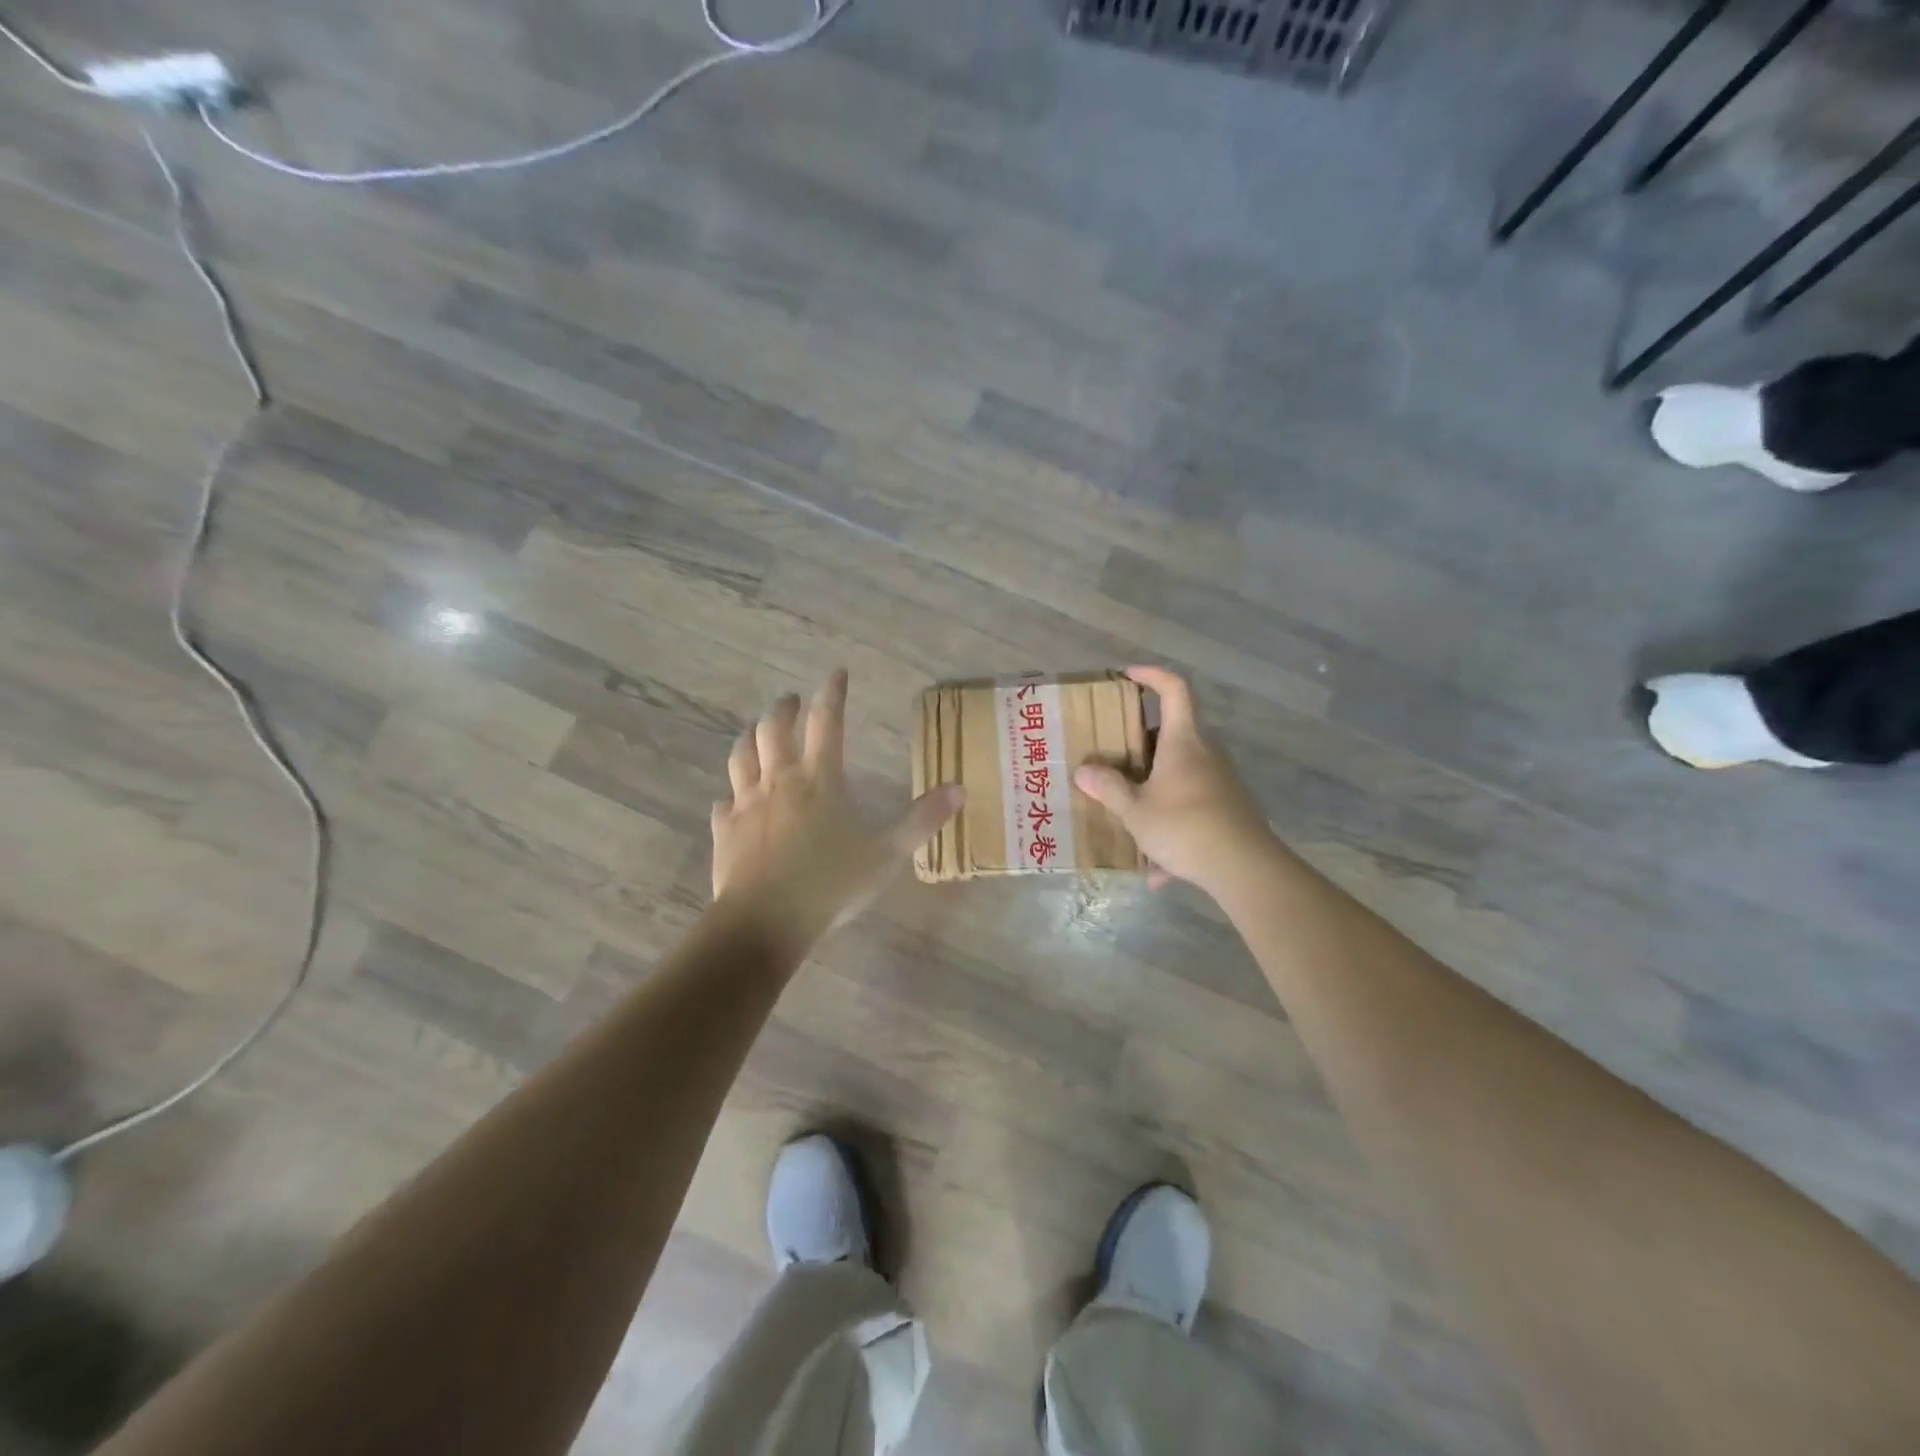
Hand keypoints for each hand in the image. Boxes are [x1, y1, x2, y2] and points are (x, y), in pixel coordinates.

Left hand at [712, 670, 962, 948]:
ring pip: (741, 756)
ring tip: (756, 733)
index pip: (827, 722)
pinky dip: (730, 794)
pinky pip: (723, 803)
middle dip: (783, 708)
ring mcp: (746, 804)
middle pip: (774, 729)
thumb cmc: (831, 883)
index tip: (836, 673)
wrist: (765, 921)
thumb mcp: (888, 853)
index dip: (832, 693)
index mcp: (820, 779)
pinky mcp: (725, 830)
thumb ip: (923, 820)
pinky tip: (731, 799)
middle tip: (790, 701)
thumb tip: (959, 789)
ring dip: (750, 738)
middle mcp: (780, 781)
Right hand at [1074, 666, 1273, 894]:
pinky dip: (1171, 825)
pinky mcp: (1228, 808)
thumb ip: (1108, 788)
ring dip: (1154, 790)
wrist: (1245, 868)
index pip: (1174, 689)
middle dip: (1141, 745)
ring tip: (1128, 821)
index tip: (1128, 675)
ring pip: (1179, 774)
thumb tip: (1083, 770)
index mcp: (1183, 742)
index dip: (1152, 675)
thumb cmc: (1185, 827)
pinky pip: (1191, 806)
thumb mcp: (1135, 810)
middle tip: (1114, 760)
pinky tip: (1158, 870)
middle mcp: (1205, 753)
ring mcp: (1221, 781)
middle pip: (1172, 734)